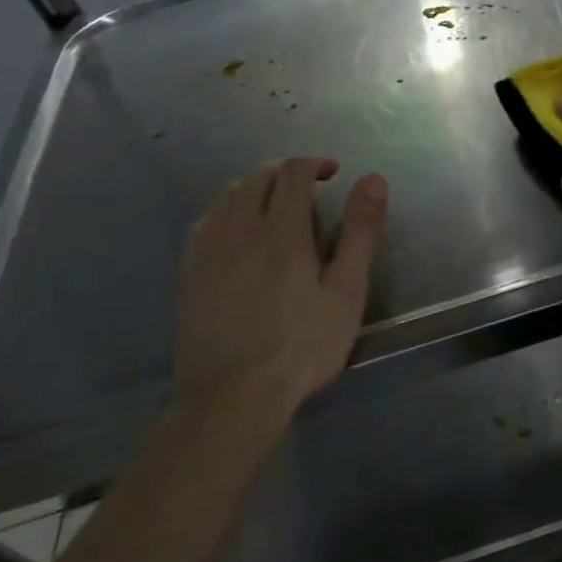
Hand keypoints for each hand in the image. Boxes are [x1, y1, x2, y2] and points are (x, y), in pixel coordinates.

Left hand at [173, 158, 387, 424]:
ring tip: (275, 208)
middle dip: (285, 173)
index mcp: (281, 229)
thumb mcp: (346, 291)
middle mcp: (239, 228)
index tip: (332, 173)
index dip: (313, 164)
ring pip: (227, 196)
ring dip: (255, 188)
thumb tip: (373, 180)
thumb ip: (360, 232)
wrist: (232, 397)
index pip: (292, 172)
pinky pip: (205, 221)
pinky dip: (227, 211)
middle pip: (257, 178)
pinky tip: (238, 235)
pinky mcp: (188, 272)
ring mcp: (207, 250)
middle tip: (309, 190)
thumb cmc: (302, 346)